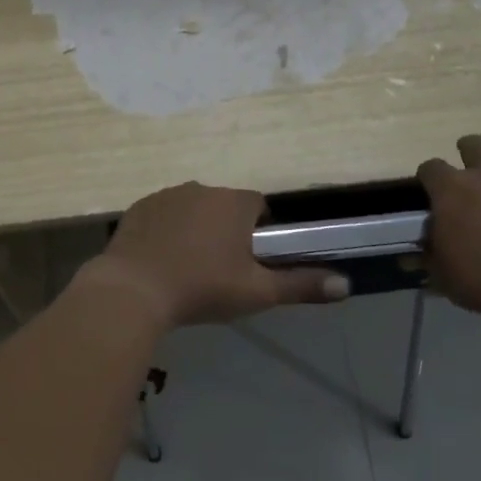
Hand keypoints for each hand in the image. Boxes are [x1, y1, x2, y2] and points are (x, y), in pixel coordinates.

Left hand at [83, 182, 348, 329]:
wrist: (134, 291)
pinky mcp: (138, 207)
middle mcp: (202, 188)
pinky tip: (160, 261)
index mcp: (234, 203)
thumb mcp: (257, 292)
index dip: (259, 231)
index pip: (258, 206)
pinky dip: (165, 231)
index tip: (251, 260)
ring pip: (192, 208)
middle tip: (220, 269)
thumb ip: (301, 285)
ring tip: (187, 267)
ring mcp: (166, 195)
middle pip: (224, 205)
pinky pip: (161, 215)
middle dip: (226, 229)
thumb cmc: (202, 288)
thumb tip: (346, 285)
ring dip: (195, 228)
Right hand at [416, 136, 480, 339]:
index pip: (430, 168)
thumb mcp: (441, 272)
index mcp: (451, 190)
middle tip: (468, 165)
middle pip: (475, 145)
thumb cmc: (480, 278)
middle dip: (469, 149)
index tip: (428, 188)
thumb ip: (431, 255)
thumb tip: (418, 252)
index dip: (428, 176)